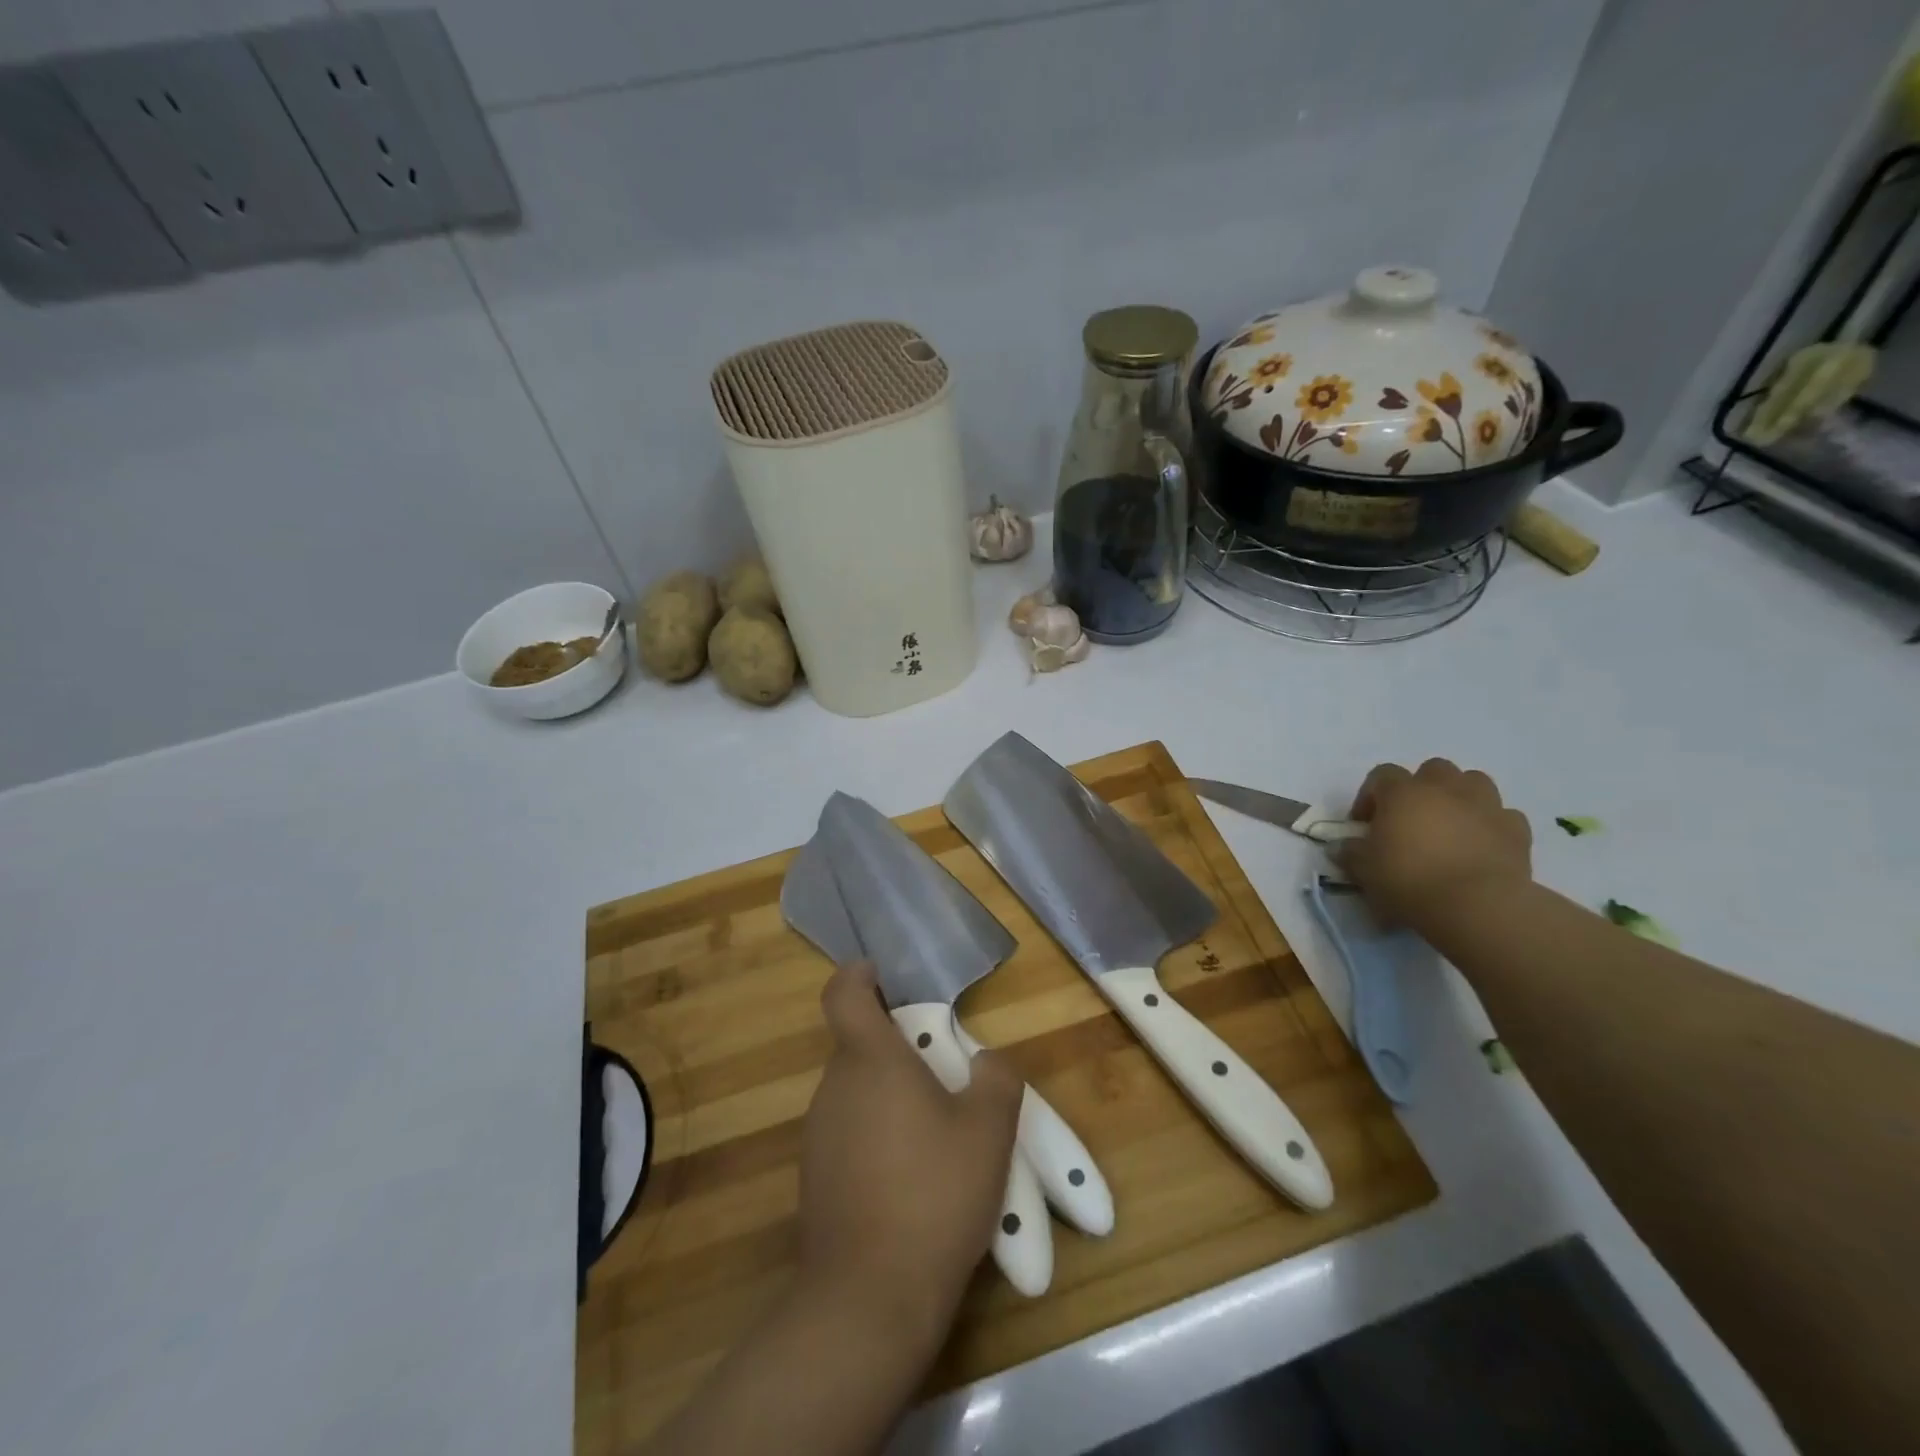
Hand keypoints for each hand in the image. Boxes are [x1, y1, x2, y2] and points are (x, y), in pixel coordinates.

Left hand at [798, 964, 1021, 1347]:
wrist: (868, 1297)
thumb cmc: (933, 1194)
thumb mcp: (988, 1132)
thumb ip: (996, 1079)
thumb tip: (988, 1061)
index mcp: (870, 1060)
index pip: (844, 992)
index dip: (859, 974)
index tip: (885, 976)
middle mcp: (834, 1086)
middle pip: (859, 1044)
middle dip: (898, 1049)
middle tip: (944, 1077)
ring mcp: (818, 1133)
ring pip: (856, 1091)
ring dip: (889, 1096)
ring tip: (935, 1135)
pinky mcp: (814, 1176)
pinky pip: (848, 1131)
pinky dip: (876, 1135)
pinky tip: (909, 1179)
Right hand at [1338, 758, 1532, 928]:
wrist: (1477, 905)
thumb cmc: (1409, 880)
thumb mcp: (1364, 870)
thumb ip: (1350, 853)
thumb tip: (1341, 847)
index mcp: (1403, 792)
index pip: (1381, 775)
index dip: (1370, 796)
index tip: (1364, 825)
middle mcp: (1445, 788)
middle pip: (1432, 770)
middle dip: (1421, 789)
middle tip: (1411, 820)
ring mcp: (1485, 805)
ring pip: (1473, 782)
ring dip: (1460, 798)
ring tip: (1449, 827)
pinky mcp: (1517, 829)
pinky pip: (1502, 816)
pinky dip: (1490, 825)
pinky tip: (1481, 847)